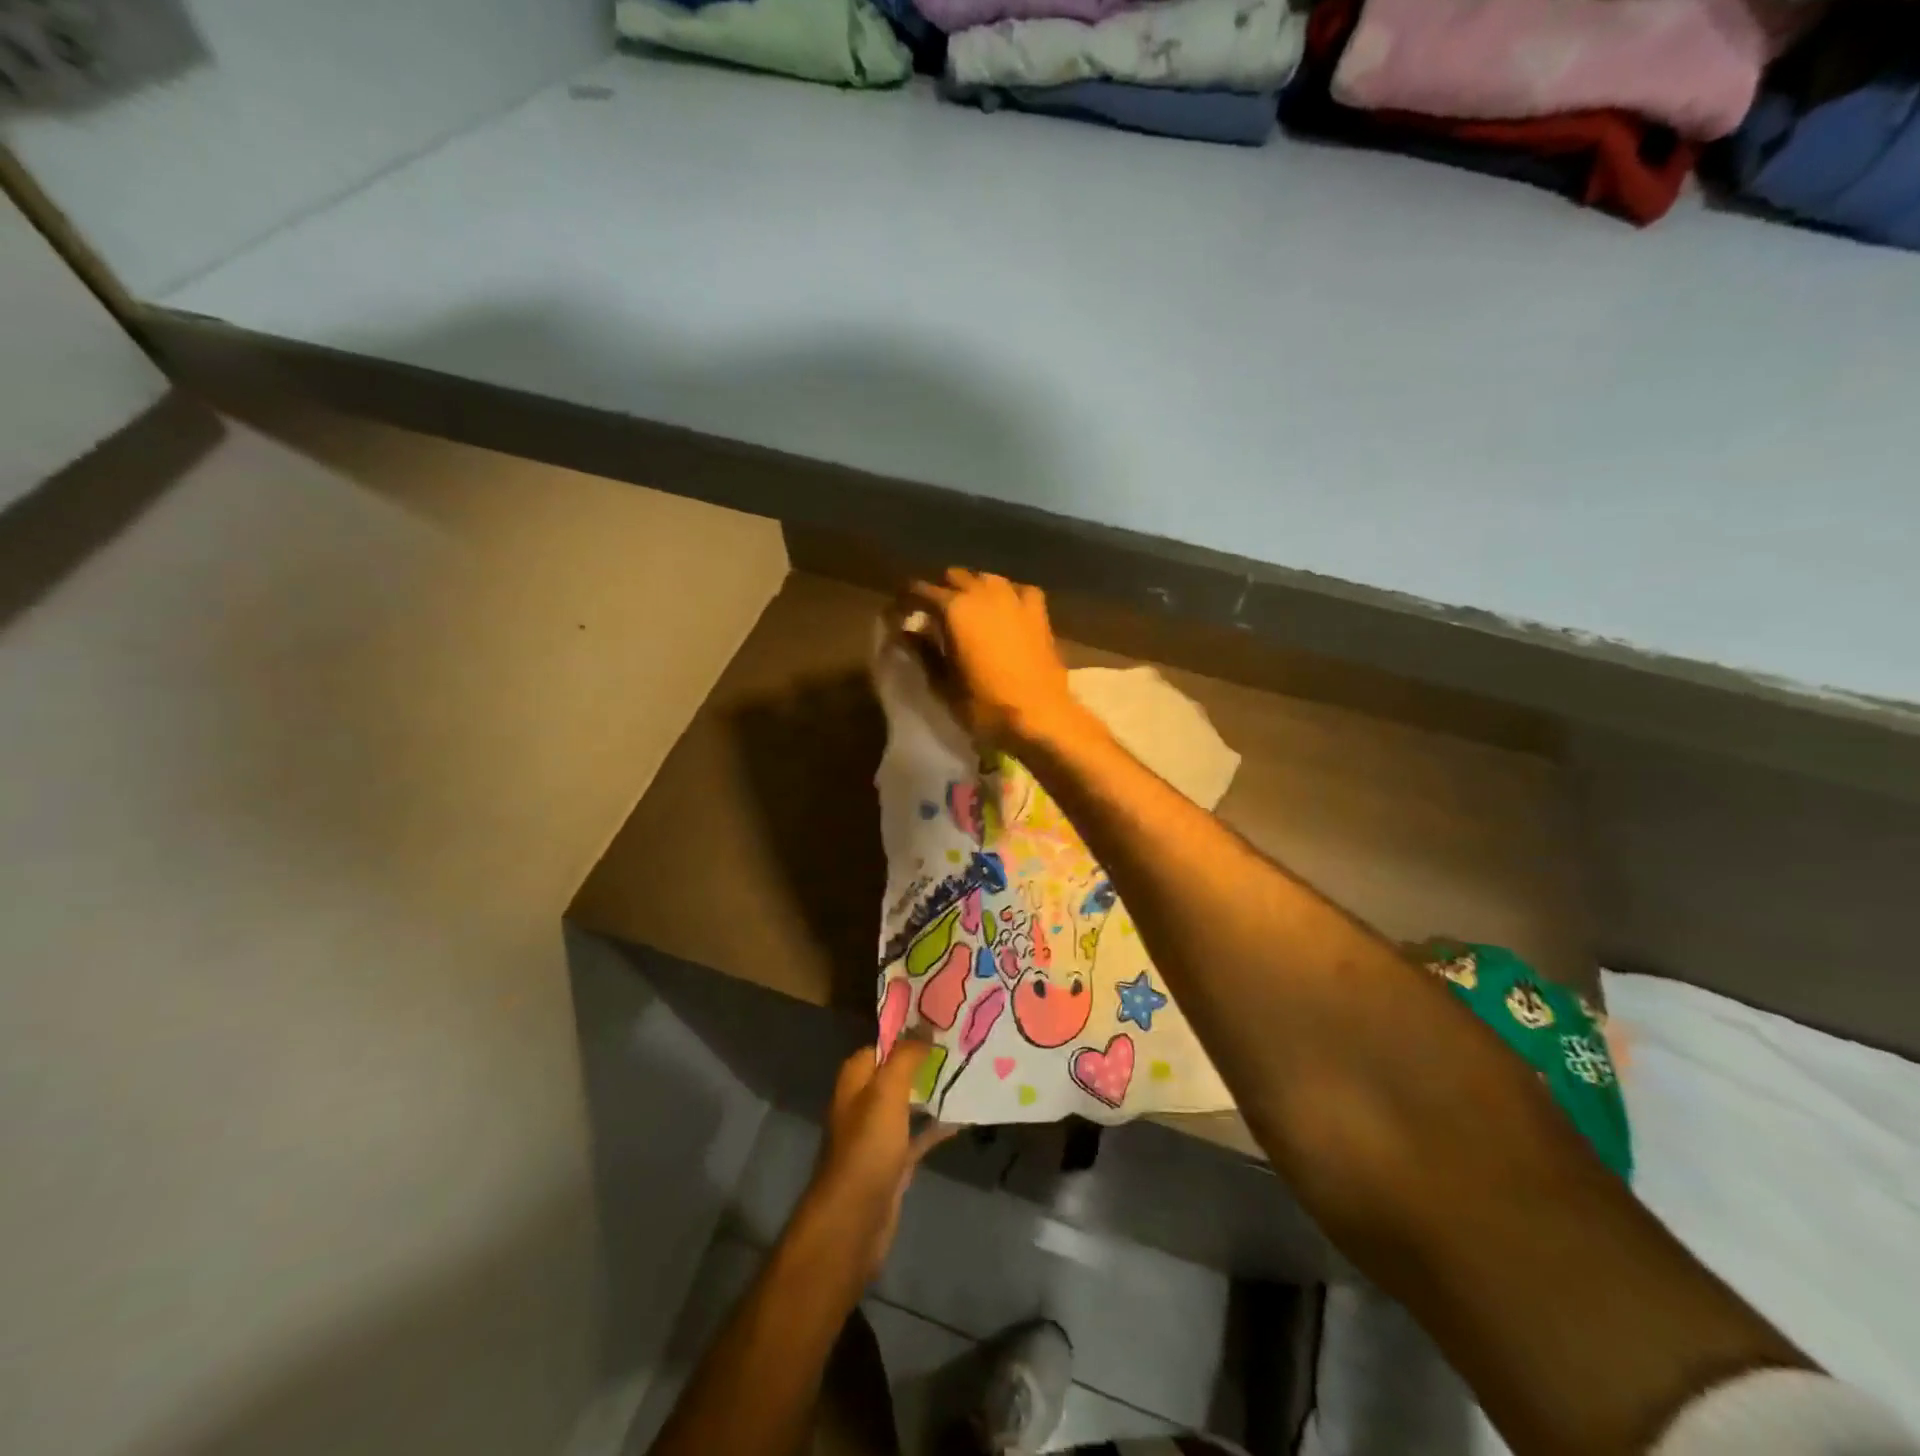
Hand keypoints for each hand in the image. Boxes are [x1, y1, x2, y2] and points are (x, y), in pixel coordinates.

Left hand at [804, 1043, 954, 1277]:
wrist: (854, 1220)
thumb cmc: (867, 1147)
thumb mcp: (886, 1093)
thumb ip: (905, 1057)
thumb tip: (924, 1026)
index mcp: (856, 1079)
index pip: (884, 1044)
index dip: (910, 1032)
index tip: (944, 1021)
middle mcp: (865, 1101)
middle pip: (899, 1071)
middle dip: (927, 1059)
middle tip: (964, 1044)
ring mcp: (880, 1133)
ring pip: (911, 1101)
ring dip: (935, 1090)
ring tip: (970, 1072)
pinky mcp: (894, 1161)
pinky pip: (920, 1134)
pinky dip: (939, 1125)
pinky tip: (966, 1116)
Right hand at [901, 569, 1083, 752]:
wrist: (1040, 716)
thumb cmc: (985, 704)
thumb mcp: (943, 683)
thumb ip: (922, 652)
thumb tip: (905, 632)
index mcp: (954, 608)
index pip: (919, 591)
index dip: (904, 602)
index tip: (898, 616)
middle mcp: (983, 592)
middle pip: (954, 577)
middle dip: (940, 592)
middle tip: (932, 616)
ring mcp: (1015, 598)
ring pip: (986, 578)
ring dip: (972, 590)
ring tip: (968, 612)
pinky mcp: (1039, 611)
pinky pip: (1018, 590)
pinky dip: (1007, 596)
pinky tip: (1005, 611)